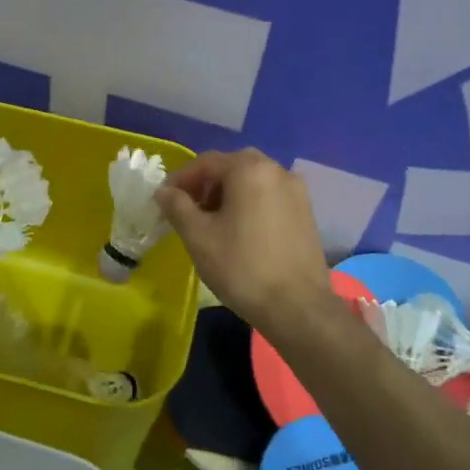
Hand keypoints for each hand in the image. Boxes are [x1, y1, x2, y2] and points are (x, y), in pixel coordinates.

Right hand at [155, 149, 333, 331]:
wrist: (297, 307)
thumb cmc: (242, 267)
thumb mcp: (198, 237)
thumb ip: (177, 207)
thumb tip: (164, 191)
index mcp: (249, 169)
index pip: (206, 162)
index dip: (181, 179)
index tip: (164, 200)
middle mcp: (276, 170)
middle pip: (232, 166)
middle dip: (206, 184)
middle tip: (188, 209)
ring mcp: (296, 190)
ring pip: (252, 180)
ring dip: (228, 193)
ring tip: (213, 222)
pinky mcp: (306, 211)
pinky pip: (270, 195)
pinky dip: (250, 202)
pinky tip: (240, 230)